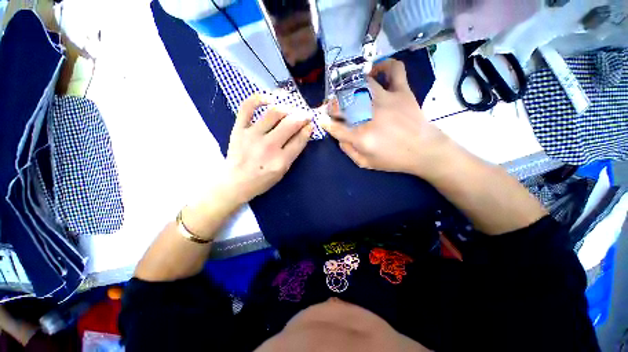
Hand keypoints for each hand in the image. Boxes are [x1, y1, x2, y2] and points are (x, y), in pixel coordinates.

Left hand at [223, 94, 313, 204]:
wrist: (236, 182)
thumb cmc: (263, 179)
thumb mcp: (283, 171)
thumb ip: (294, 152)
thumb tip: (305, 131)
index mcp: (281, 161)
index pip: (300, 139)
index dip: (308, 128)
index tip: (311, 124)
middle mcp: (268, 146)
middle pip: (290, 123)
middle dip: (302, 116)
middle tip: (306, 114)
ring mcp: (252, 135)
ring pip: (274, 113)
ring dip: (287, 108)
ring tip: (292, 109)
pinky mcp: (239, 129)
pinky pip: (247, 107)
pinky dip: (259, 98)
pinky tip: (270, 98)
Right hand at [321, 59, 451, 177]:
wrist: (424, 151)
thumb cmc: (393, 159)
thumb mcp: (365, 163)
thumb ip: (348, 151)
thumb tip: (338, 137)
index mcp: (360, 136)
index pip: (335, 126)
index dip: (325, 122)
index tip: (322, 119)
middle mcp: (370, 115)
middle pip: (342, 103)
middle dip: (332, 105)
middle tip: (333, 108)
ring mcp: (386, 100)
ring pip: (361, 84)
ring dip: (349, 87)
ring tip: (348, 93)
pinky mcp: (402, 92)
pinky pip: (394, 70)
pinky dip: (384, 66)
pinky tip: (374, 72)